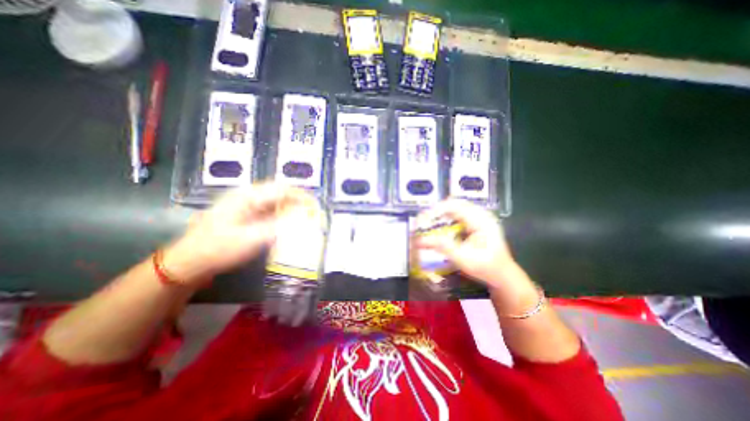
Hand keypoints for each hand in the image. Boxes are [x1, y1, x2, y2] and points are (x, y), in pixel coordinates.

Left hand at [163, 185, 313, 286]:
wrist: (190, 261)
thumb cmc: (219, 249)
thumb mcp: (251, 240)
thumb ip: (279, 228)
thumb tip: (302, 220)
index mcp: (248, 197)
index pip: (282, 189)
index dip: (302, 197)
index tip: (315, 208)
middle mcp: (249, 195)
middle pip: (281, 192)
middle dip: (299, 201)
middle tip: (311, 214)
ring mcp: (247, 204)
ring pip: (277, 200)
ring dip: (291, 208)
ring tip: (303, 219)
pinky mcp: (247, 213)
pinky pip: (270, 209)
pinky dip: (283, 215)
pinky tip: (288, 225)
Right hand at [413, 200, 519, 291]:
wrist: (503, 275)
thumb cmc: (486, 268)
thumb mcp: (463, 259)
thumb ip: (442, 247)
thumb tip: (419, 240)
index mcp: (481, 220)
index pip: (454, 206)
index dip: (436, 210)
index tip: (422, 220)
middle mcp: (480, 214)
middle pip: (453, 203)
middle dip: (436, 211)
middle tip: (423, 221)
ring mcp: (479, 217)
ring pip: (455, 207)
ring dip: (440, 214)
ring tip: (428, 223)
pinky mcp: (476, 222)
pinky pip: (457, 214)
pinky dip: (446, 218)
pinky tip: (440, 227)